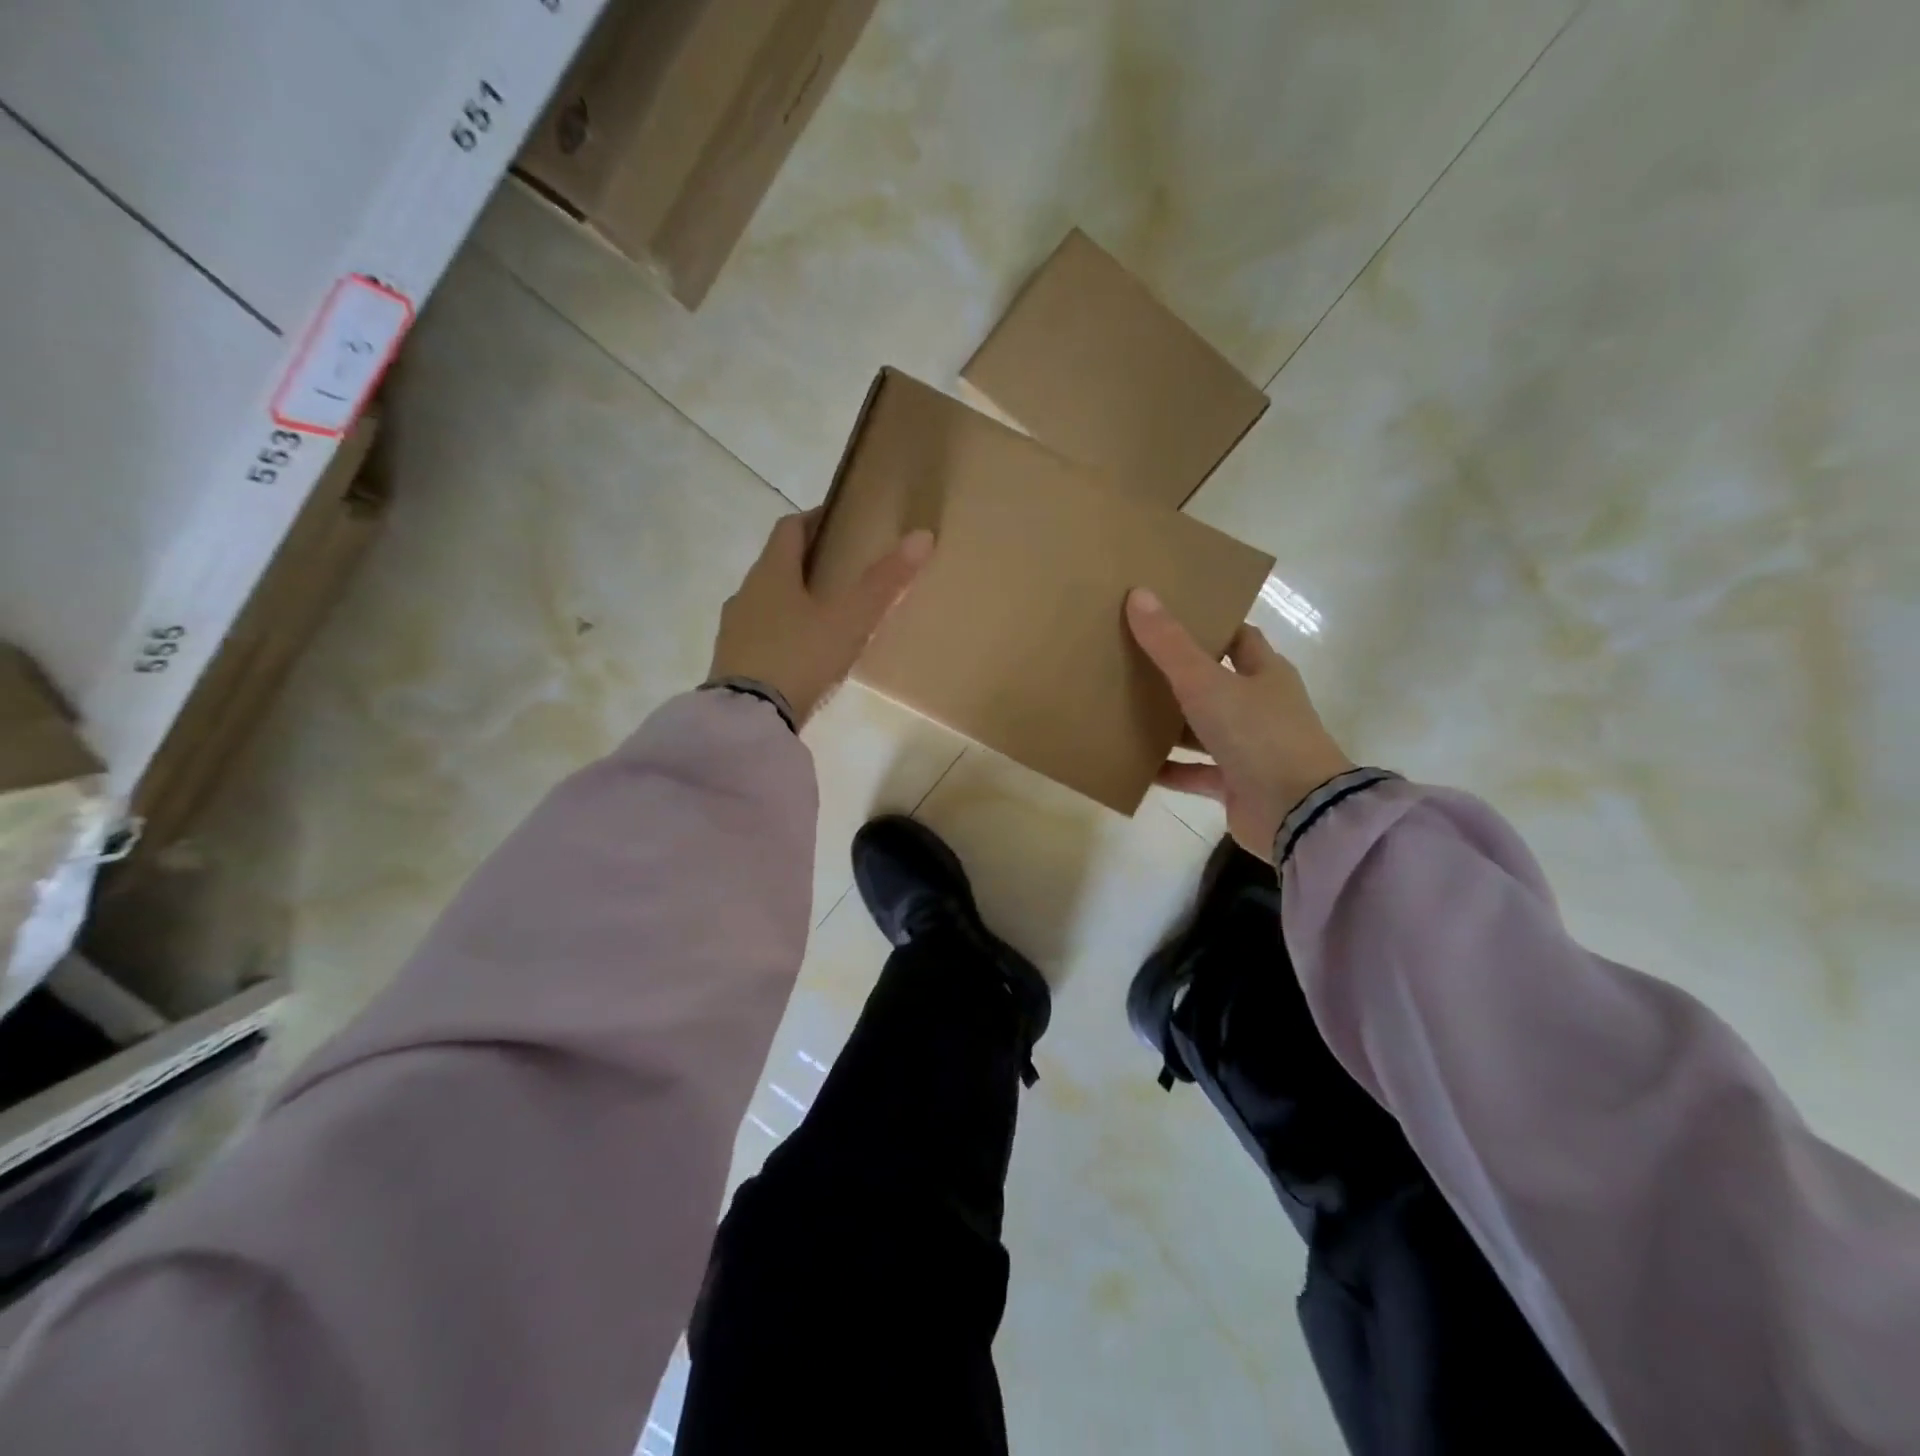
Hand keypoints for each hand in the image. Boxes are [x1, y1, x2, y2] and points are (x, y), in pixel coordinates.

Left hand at [710, 511, 933, 726]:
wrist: (750, 718)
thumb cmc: (801, 657)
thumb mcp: (850, 621)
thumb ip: (884, 582)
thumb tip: (922, 536)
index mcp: (771, 572)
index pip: (789, 528)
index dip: (813, 519)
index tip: (837, 522)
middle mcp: (746, 592)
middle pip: (775, 564)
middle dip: (804, 562)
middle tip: (839, 571)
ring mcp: (734, 629)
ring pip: (765, 600)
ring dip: (789, 599)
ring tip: (822, 614)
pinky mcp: (730, 661)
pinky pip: (758, 634)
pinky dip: (779, 631)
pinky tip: (799, 652)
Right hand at [1126, 588, 1353, 861]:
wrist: (1297, 812)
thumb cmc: (1258, 735)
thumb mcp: (1207, 683)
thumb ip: (1170, 645)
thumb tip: (1139, 593)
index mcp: (1266, 673)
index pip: (1239, 638)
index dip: (1209, 627)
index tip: (1169, 619)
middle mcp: (1261, 707)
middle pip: (1217, 683)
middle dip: (1180, 675)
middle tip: (1134, 661)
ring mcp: (1250, 749)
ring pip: (1204, 729)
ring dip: (1172, 724)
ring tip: (1125, 711)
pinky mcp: (1236, 785)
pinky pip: (1196, 773)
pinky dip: (1171, 770)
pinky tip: (1137, 766)